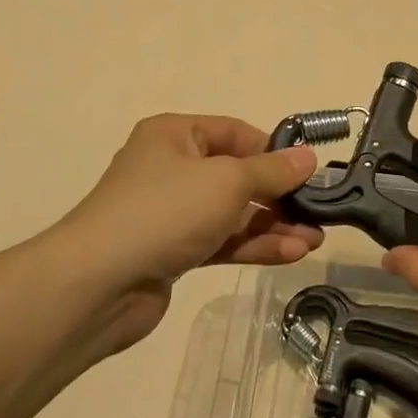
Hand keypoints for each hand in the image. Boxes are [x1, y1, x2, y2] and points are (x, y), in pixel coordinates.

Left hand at [50, 114, 325, 352]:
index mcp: (176, 135)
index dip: (274, 151)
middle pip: (237, 176)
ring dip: (273, 225)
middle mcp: (172, 168)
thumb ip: (272, 171)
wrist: (98, 284)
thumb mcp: (227, 181)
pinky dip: (254, 246)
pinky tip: (291, 254)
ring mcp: (172, 213)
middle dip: (279, 195)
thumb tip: (308, 157)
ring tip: (314, 240)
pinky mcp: (174, 251)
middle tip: (318, 211)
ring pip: (233, 213)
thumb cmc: (165, 211)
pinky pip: (222, 241)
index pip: (235, 133)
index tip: (309, 172)